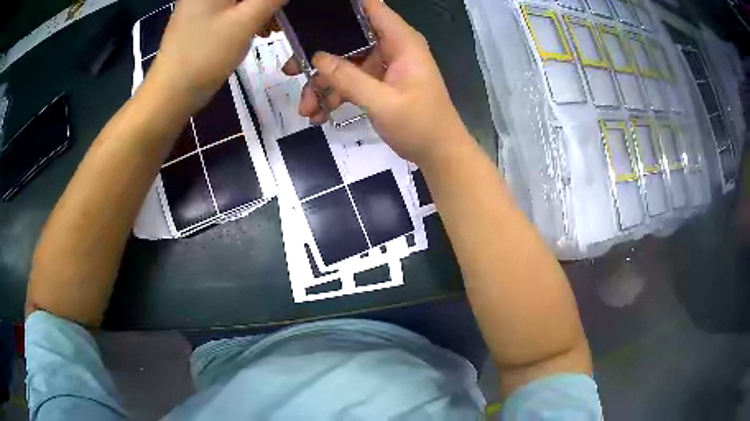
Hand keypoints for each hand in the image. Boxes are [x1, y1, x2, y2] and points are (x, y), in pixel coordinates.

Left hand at [148, 0, 285, 108]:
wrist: (172, 92)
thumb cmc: (206, 54)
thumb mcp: (246, 21)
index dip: (265, 0)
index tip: (277, 10)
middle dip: (265, 3)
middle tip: (277, 20)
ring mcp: (200, 4)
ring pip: (239, 1)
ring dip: (259, 9)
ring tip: (270, 29)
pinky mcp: (200, 18)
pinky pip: (230, 9)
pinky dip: (246, 16)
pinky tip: (256, 30)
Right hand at [285, 0, 468, 165]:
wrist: (439, 154)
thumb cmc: (420, 126)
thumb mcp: (382, 102)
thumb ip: (349, 78)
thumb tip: (317, 58)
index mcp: (401, 41)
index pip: (371, 7)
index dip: (342, 8)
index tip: (312, 15)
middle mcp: (392, 47)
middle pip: (348, 39)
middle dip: (320, 57)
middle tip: (291, 71)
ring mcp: (385, 66)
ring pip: (345, 64)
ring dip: (324, 85)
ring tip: (307, 109)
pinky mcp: (380, 83)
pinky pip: (351, 81)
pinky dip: (336, 95)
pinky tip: (320, 114)